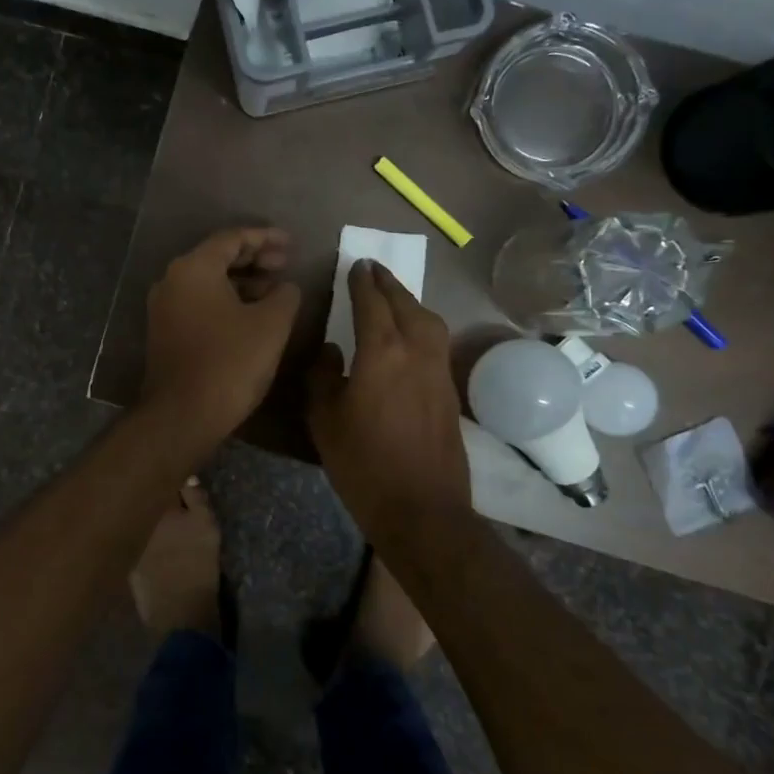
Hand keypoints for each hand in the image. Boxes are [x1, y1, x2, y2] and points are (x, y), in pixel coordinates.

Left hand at [142, 228, 300, 443]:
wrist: (183, 414)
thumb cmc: (230, 362)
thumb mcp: (271, 324)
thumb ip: (285, 295)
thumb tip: (286, 287)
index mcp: (194, 268)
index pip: (232, 238)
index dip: (265, 238)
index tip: (292, 243)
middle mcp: (172, 280)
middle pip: (217, 257)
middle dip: (254, 258)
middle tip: (286, 264)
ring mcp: (165, 307)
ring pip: (208, 281)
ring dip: (242, 281)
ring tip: (276, 290)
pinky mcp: (166, 332)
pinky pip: (200, 302)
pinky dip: (227, 300)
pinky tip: (252, 314)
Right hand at [307, 259, 471, 541]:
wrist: (422, 508)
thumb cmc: (363, 463)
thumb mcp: (324, 419)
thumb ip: (323, 376)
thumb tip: (331, 350)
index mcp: (382, 352)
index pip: (372, 302)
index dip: (363, 281)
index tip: (356, 264)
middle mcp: (417, 351)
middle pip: (405, 304)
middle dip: (388, 284)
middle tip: (374, 270)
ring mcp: (439, 371)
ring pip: (428, 320)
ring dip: (409, 302)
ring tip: (393, 297)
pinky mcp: (450, 391)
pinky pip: (436, 341)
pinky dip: (422, 325)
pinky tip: (410, 336)